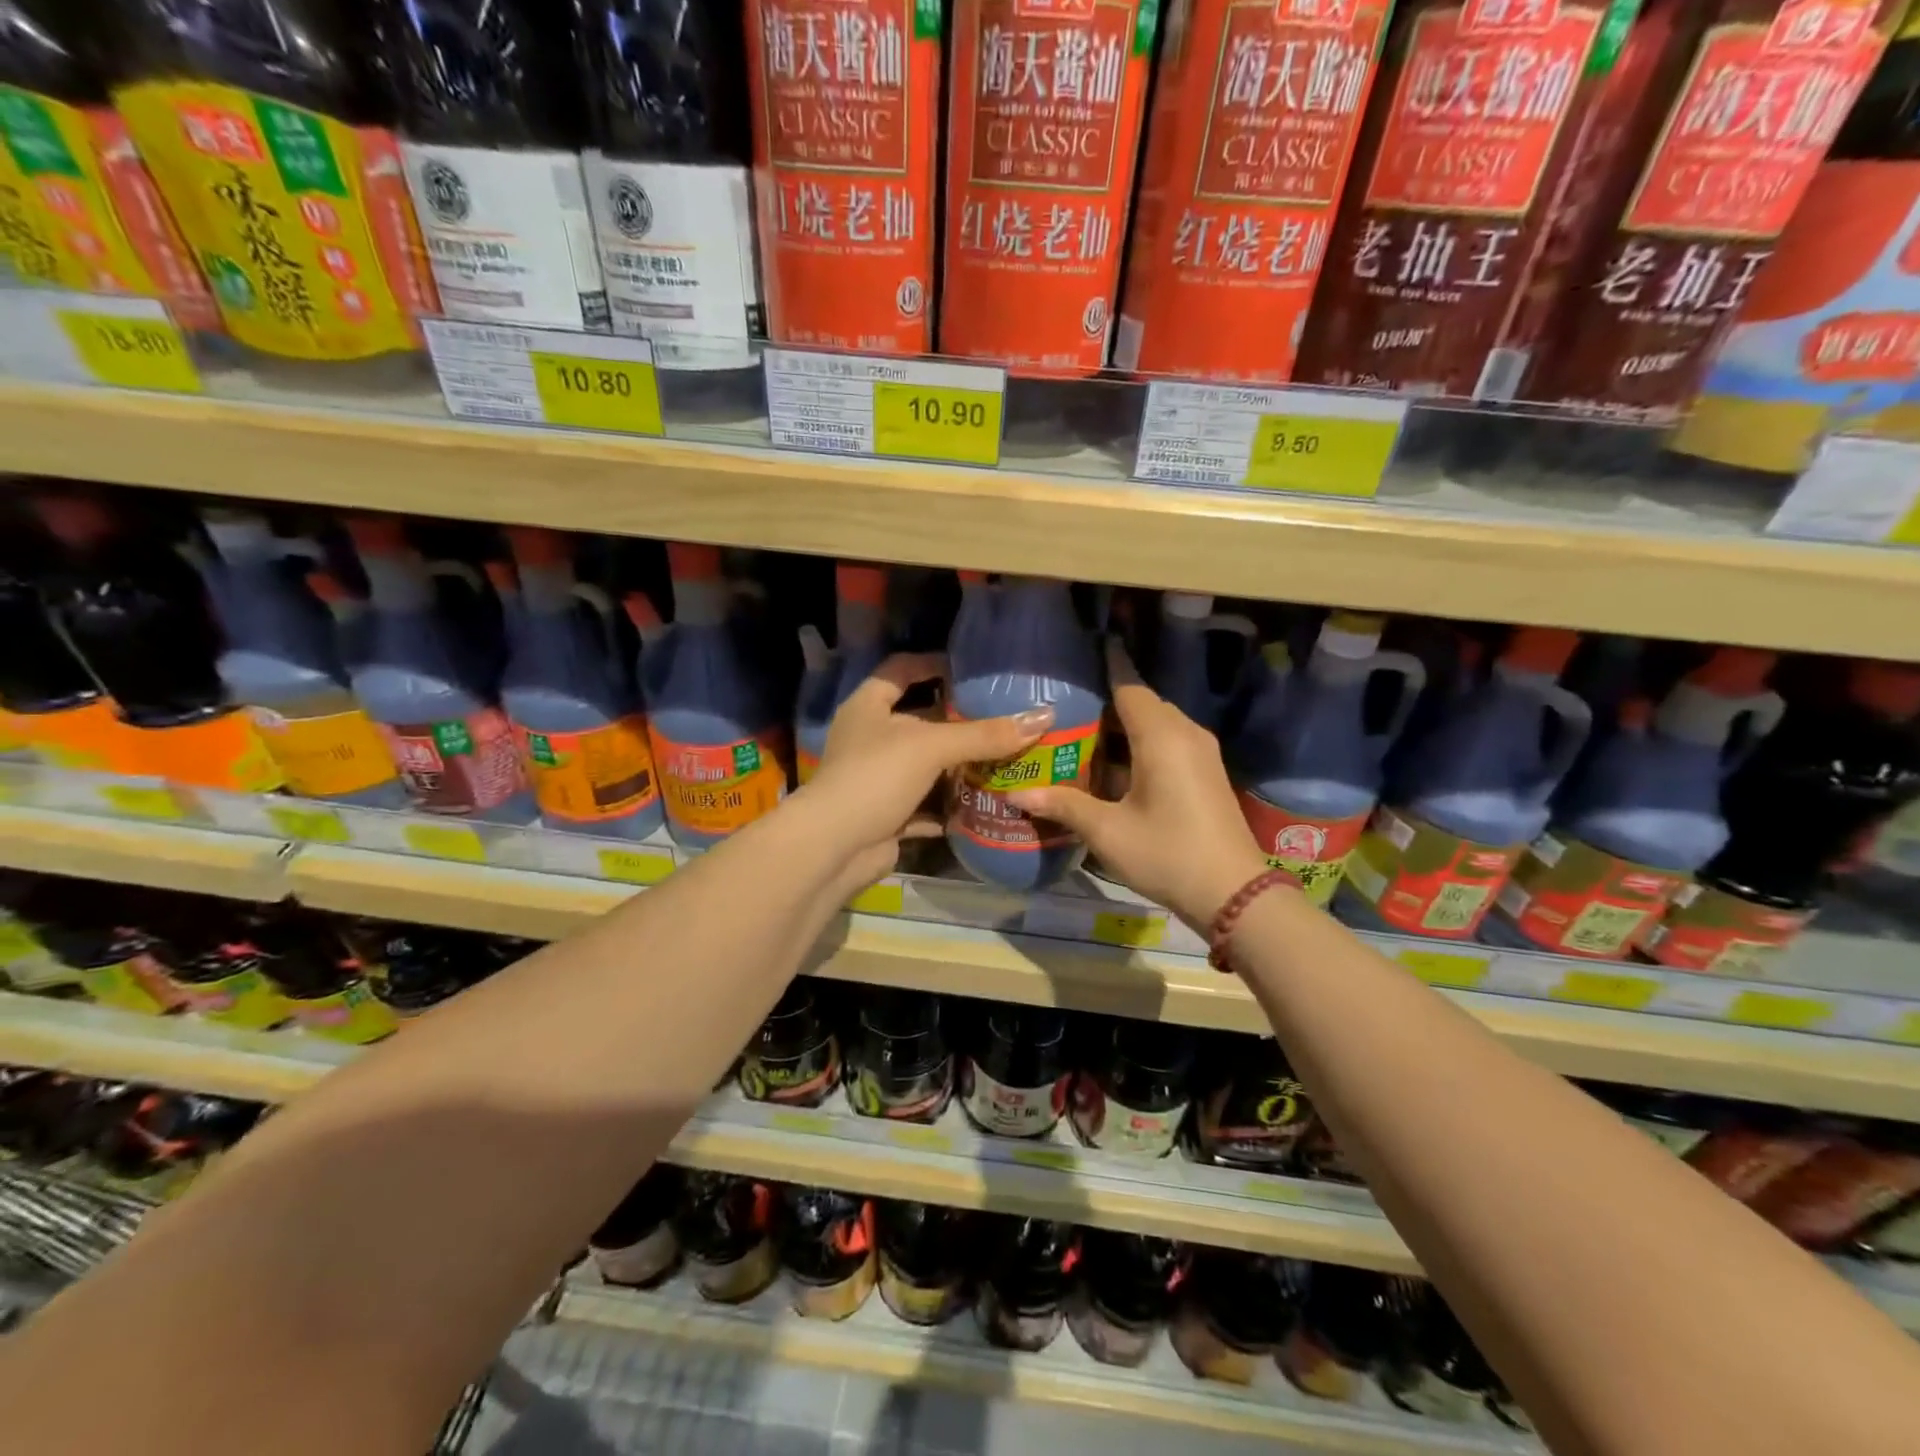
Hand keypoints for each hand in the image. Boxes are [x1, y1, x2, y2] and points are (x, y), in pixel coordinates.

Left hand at [803, 653, 1053, 892]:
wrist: (835, 848)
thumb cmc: (876, 777)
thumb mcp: (932, 746)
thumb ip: (985, 734)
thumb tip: (1044, 716)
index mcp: (869, 706)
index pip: (901, 669)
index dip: (932, 663)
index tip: (970, 668)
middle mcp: (870, 738)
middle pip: (919, 720)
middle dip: (958, 721)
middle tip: (1002, 717)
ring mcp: (877, 778)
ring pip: (925, 765)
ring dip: (958, 765)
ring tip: (1004, 758)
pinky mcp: (887, 814)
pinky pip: (926, 805)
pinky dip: (950, 805)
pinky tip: (985, 803)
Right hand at [1007, 640, 1267, 928]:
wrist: (1234, 894)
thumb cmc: (1166, 854)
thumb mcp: (1107, 832)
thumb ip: (1062, 805)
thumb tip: (1014, 794)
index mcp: (1161, 736)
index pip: (1129, 685)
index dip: (1106, 666)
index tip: (1083, 650)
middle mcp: (1185, 734)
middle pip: (1142, 703)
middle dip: (1107, 699)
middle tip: (1065, 704)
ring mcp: (1201, 753)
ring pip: (1157, 723)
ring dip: (1124, 725)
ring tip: (1081, 731)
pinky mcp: (1206, 773)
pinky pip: (1169, 742)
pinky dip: (1141, 743)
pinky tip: (1113, 763)